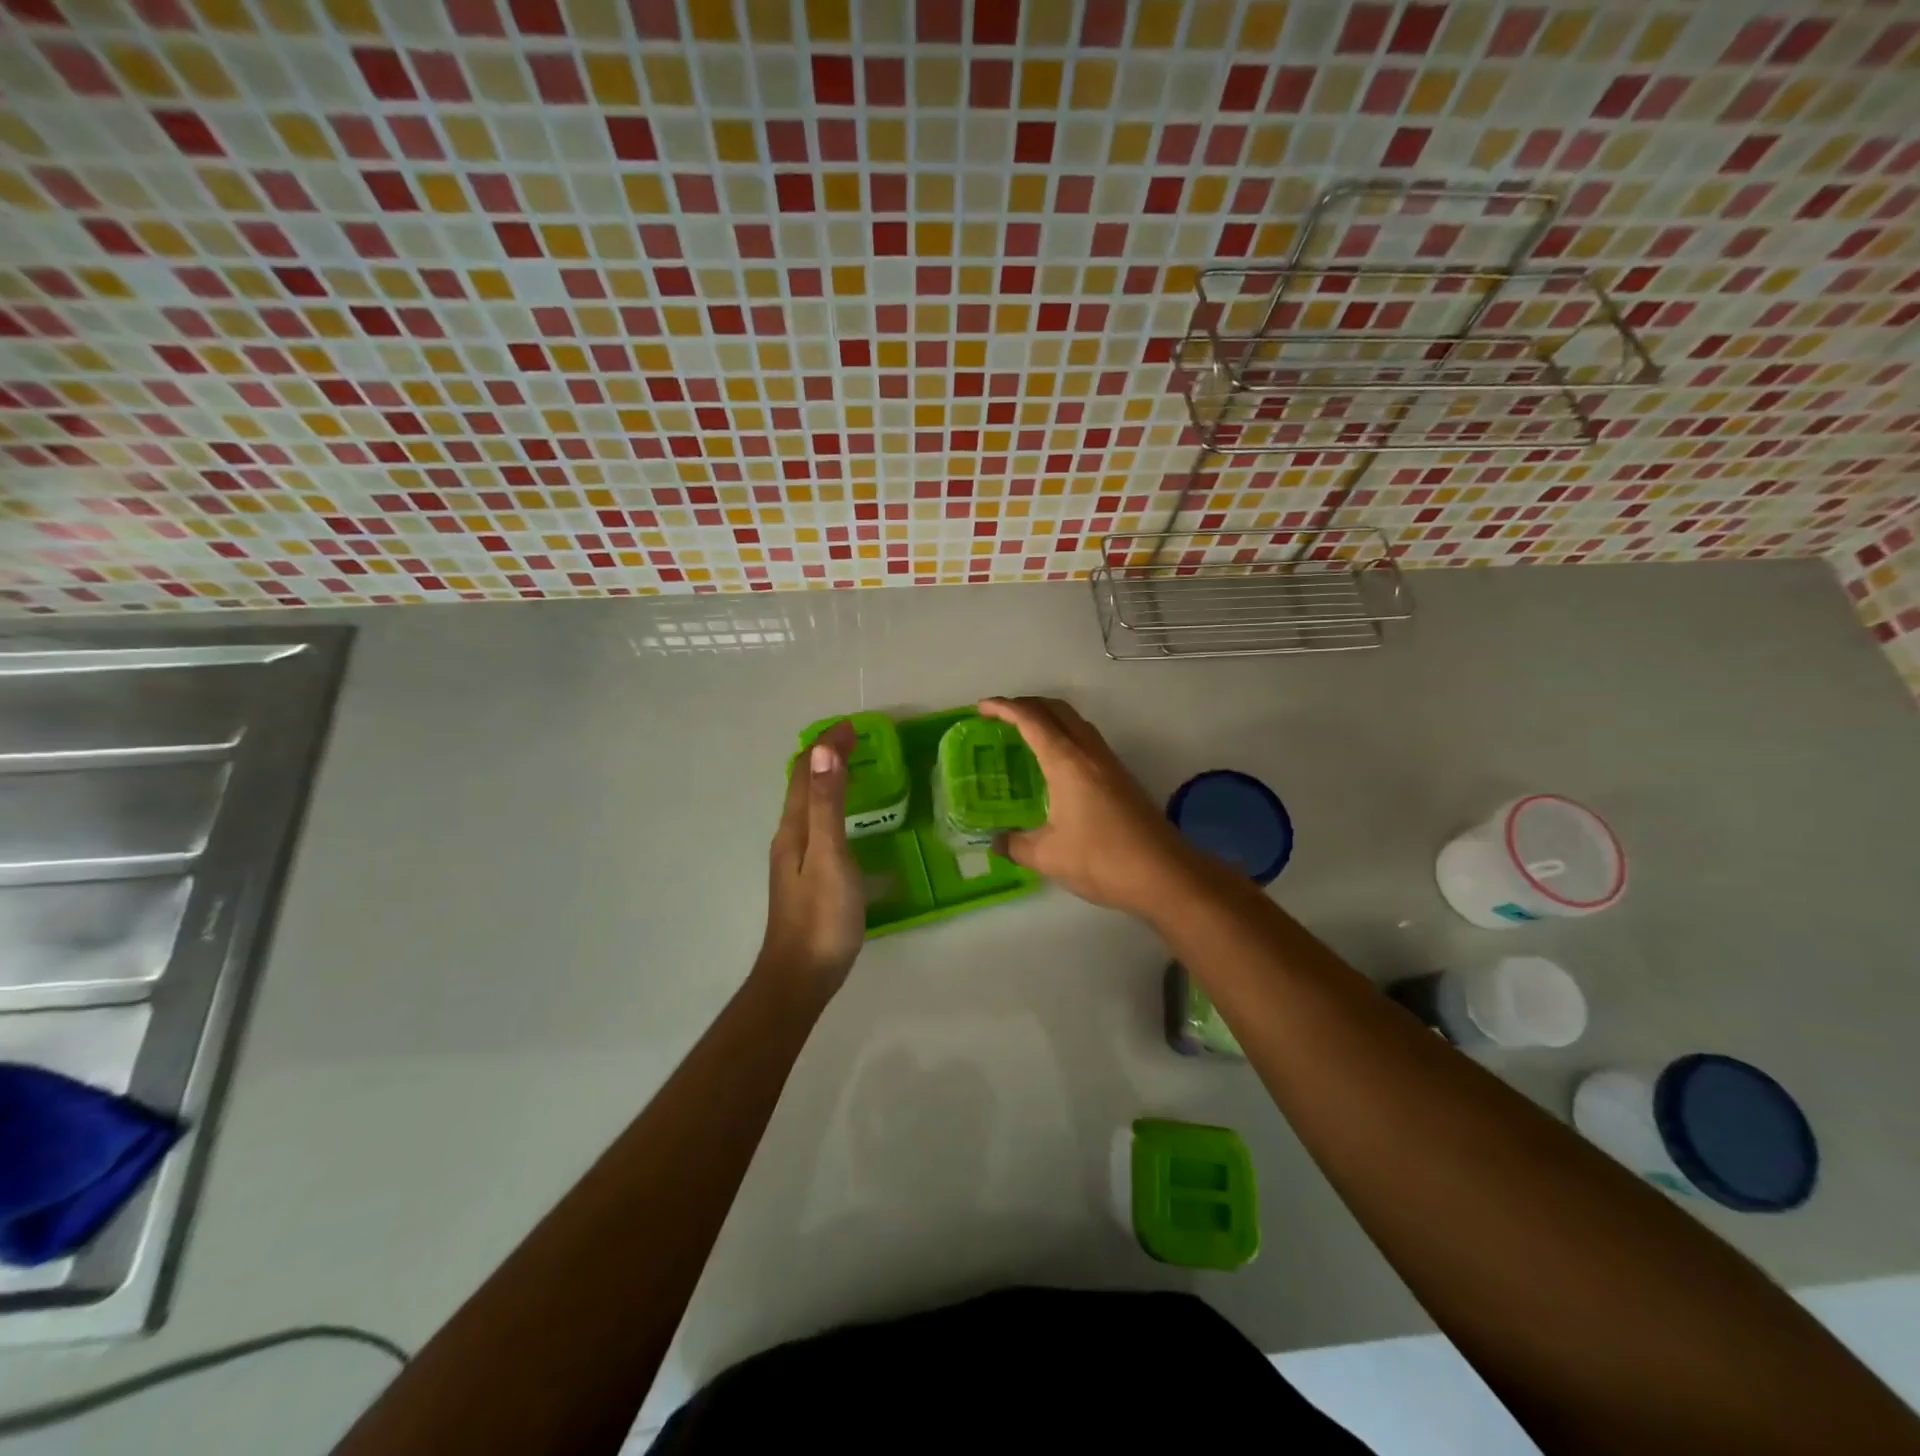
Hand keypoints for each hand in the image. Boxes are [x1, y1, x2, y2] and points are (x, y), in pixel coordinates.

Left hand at [757, 720, 864, 999]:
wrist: (802, 977)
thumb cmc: (822, 916)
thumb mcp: (830, 855)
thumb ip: (827, 805)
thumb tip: (823, 750)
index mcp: (793, 828)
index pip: (805, 772)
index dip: (826, 746)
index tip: (854, 727)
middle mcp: (789, 838)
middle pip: (803, 787)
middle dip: (826, 758)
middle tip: (858, 743)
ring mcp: (796, 861)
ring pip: (809, 808)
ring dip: (827, 782)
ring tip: (855, 771)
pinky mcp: (808, 879)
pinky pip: (818, 828)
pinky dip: (832, 809)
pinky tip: (848, 824)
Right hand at [978, 697, 1201, 917]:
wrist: (1165, 874)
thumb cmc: (1101, 859)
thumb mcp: (1048, 856)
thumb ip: (1016, 845)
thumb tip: (996, 843)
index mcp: (1067, 761)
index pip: (1031, 719)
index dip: (1004, 708)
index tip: (981, 707)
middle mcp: (1089, 752)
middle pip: (1056, 710)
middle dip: (1026, 704)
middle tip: (1000, 717)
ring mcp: (1109, 763)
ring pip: (1075, 722)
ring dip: (1048, 718)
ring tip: (1024, 734)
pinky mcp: (1121, 778)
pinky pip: (1086, 740)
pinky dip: (1064, 736)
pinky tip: (1055, 763)